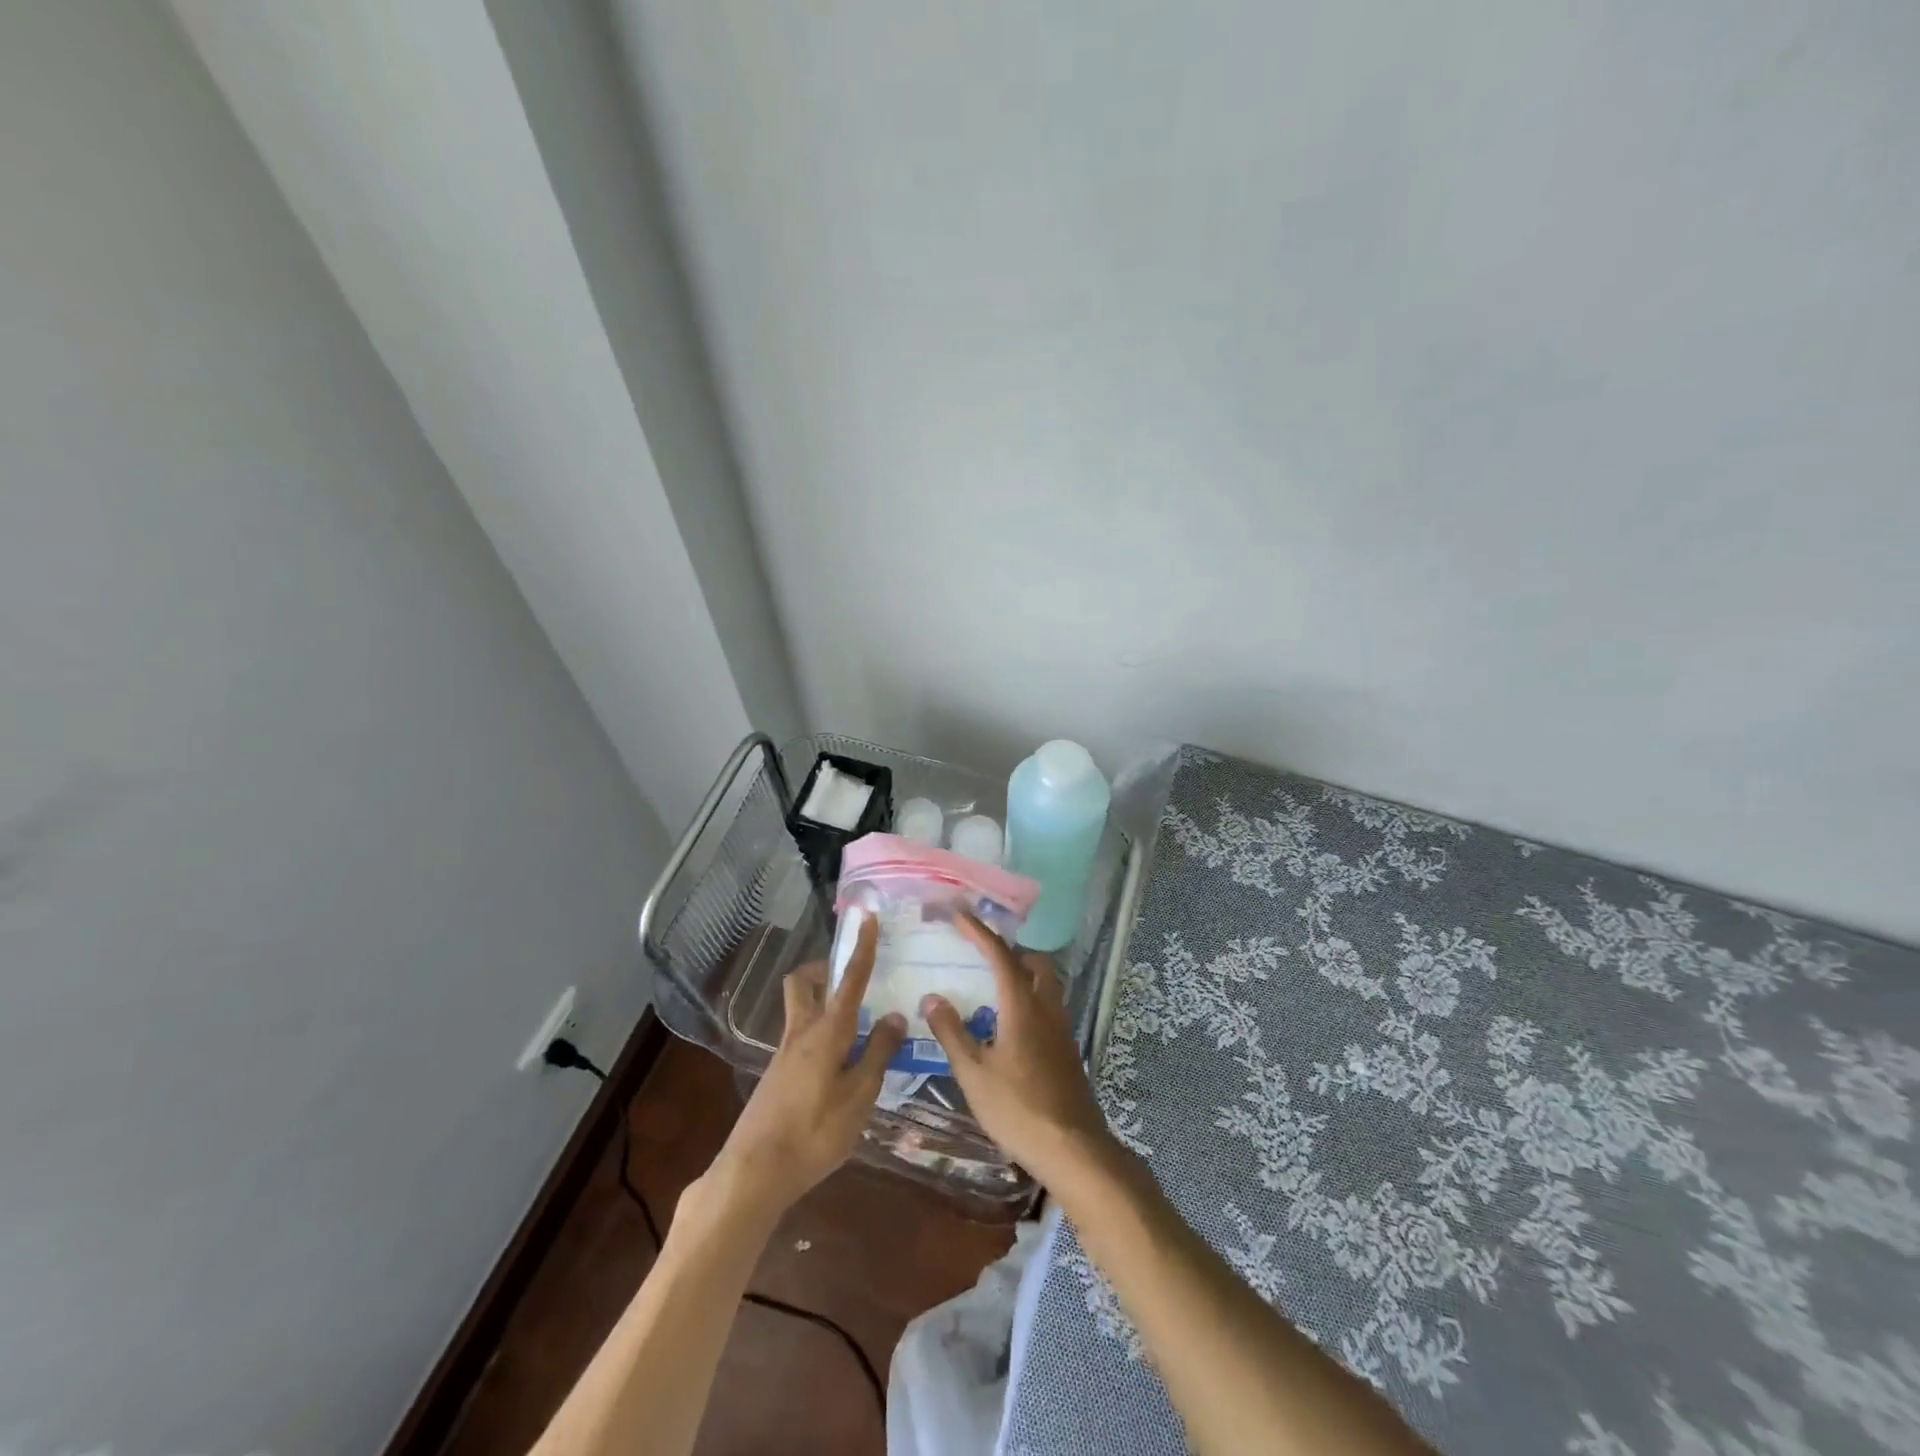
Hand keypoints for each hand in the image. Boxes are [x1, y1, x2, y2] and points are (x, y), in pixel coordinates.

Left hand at [706, 914, 906, 1219]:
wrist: (753, 1173)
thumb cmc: (814, 1133)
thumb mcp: (859, 1097)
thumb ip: (877, 1054)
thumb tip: (894, 1016)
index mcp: (827, 1032)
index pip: (849, 980)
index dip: (861, 948)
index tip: (867, 917)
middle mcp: (801, 1034)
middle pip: (803, 984)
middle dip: (823, 970)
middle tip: (849, 978)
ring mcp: (784, 1055)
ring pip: (801, 1012)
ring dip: (823, 1005)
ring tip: (857, 1030)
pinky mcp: (776, 1078)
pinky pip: (800, 1040)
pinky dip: (820, 1038)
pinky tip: (839, 1069)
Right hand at [920, 914, 1117, 1186]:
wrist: (1072, 1148)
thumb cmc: (1017, 1108)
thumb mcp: (973, 1073)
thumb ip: (952, 1032)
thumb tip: (931, 997)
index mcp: (1022, 1005)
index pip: (999, 955)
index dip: (978, 930)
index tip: (959, 913)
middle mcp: (1046, 1007)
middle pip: (1035, 962)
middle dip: (1010, 950)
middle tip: (982, 956)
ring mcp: (1061, 1029)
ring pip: (1046, 984)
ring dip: (1022, 975)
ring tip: (991, 988)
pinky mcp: (1066, 1049)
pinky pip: (1048, 1007)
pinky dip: (1029, 1000)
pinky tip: (1008, 1026)